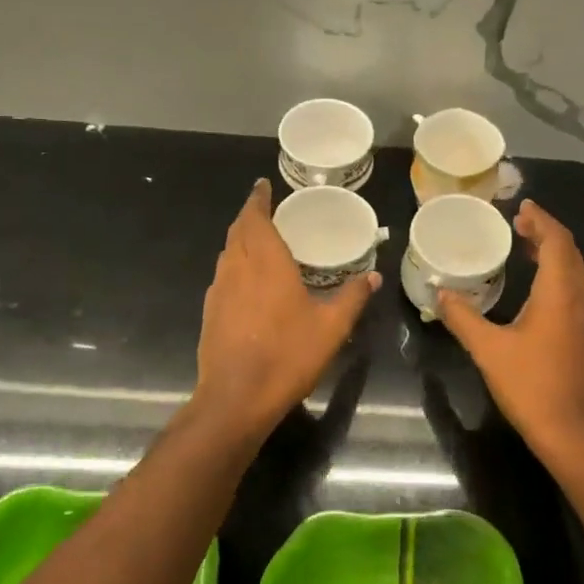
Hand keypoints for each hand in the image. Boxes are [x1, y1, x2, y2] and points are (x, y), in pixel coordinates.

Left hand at [195, 180, 378, 429]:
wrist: (236, 398)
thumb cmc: (287, 355)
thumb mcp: (331, 327)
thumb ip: (352, 298)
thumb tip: (373, 276)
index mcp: (266, 263)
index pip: (256, 218)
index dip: (258, 199)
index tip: (262, 185)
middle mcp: (237, 268)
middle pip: (237, 231)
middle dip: (250, 216)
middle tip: (268, 210)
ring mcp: (218, 291)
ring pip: (227, 253)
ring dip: (240, 240)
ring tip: (260, 241)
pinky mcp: (210, 312)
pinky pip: (223, 275)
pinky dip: (236, 265)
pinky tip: (250, 282)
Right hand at [436, 200, 583, 463]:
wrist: (573, 431)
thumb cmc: (531, 385)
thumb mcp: (488, 349)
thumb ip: (462, 318)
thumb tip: (439, 293)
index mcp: (560, 292)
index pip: (556, 240)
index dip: (540, 220)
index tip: (520, 207)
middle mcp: (581, 297)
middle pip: (569, 251)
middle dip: (545, 233)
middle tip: (517, 224)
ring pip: (575, 271)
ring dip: (553, 253)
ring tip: (525, 246)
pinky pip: (576, 289)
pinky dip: (559, 274)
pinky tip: (537, 287)